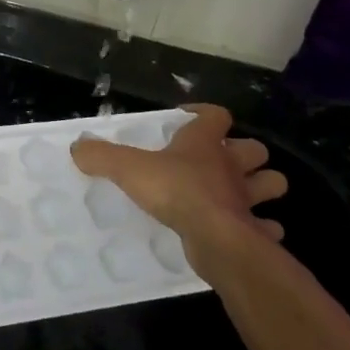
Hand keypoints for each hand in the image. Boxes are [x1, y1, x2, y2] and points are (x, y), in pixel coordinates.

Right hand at [71, 104, 287, 286]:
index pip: (216, 115)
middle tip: (220, 162)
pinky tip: (248, 232)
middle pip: (255, 149)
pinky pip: (267, 227)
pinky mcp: (254, 230)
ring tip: (239, 195)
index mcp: (205, 143)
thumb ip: (102, 156)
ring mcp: (247, 199)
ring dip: (261, 187)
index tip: (188, 119)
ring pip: (271, 183)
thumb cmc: (175, 190)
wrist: (215, 236)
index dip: (204, 113)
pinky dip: (262, 229)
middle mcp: (232, 167)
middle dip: (244, 154)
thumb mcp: (128, 168)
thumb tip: (78, 147)